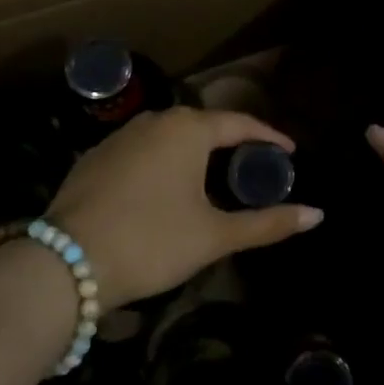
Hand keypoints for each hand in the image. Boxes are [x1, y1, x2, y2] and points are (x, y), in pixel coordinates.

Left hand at [49, 107, 322, 306]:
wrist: (65, 263)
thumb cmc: (152, 241)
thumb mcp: (215, 235)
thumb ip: (268, 223)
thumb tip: (318, 215)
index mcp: (186, 129)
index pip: (239, 123)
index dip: (268, 137)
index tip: (289, 153)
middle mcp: (152, 121)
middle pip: (203, 125)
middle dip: (231, 142)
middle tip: (253, 166)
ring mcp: (118, 137)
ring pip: (169, 136)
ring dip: (195, 152)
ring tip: (214, 177)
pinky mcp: (94, 158)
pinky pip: (142, 151)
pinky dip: (163, 163)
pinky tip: (165, 190)